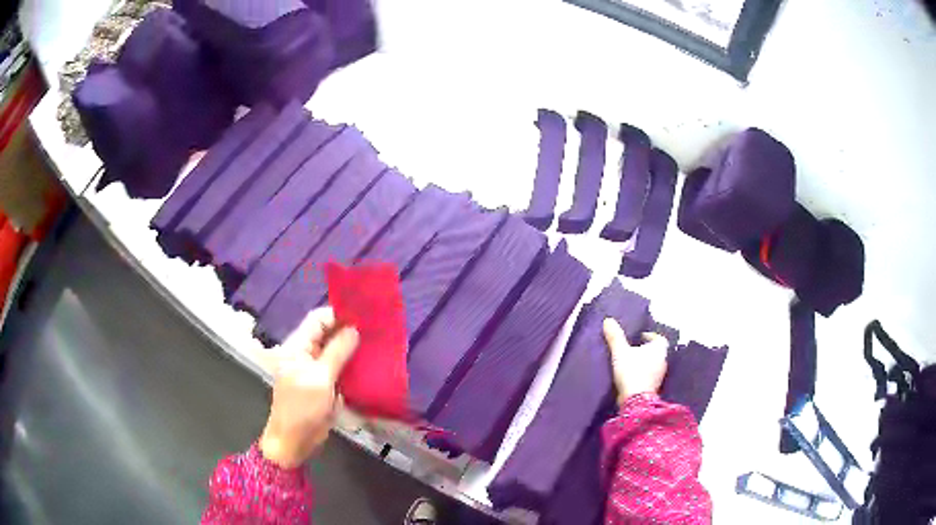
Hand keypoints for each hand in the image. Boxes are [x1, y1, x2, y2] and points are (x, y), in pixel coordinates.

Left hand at [259, 307, 359, 467]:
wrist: (294, 441)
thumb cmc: (302, 408)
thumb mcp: (320, 379)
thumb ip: (337, 352)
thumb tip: (354, 329)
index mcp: (297, 347)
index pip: (318, 320)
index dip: (338, 314)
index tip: (363, 314)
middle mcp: (305, 353)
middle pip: (327, 333)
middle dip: (348, 329)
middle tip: (375, 328)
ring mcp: (314, 369)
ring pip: (335, 350)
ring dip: (352, 346)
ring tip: (376, 342)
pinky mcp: (324, 383)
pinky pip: (339, 367)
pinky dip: (352, 363)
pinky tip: (370, 362)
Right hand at [603, 318, 668, 404]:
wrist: (635, 399)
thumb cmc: (631, 371)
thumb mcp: (620, 351)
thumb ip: (615, 336)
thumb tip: (608, 320)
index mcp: (659, 349)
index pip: (659, 338)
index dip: (650, 336)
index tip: (640, 336)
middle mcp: (663, 360)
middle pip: (657, 351)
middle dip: (647, 349)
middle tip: (634, 348)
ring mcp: (660, 375)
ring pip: (654, 364)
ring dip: (645, 362)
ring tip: (631, 362)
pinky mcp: (654, 387)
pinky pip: (650, 375)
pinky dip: (643, 374)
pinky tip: (632, 375)